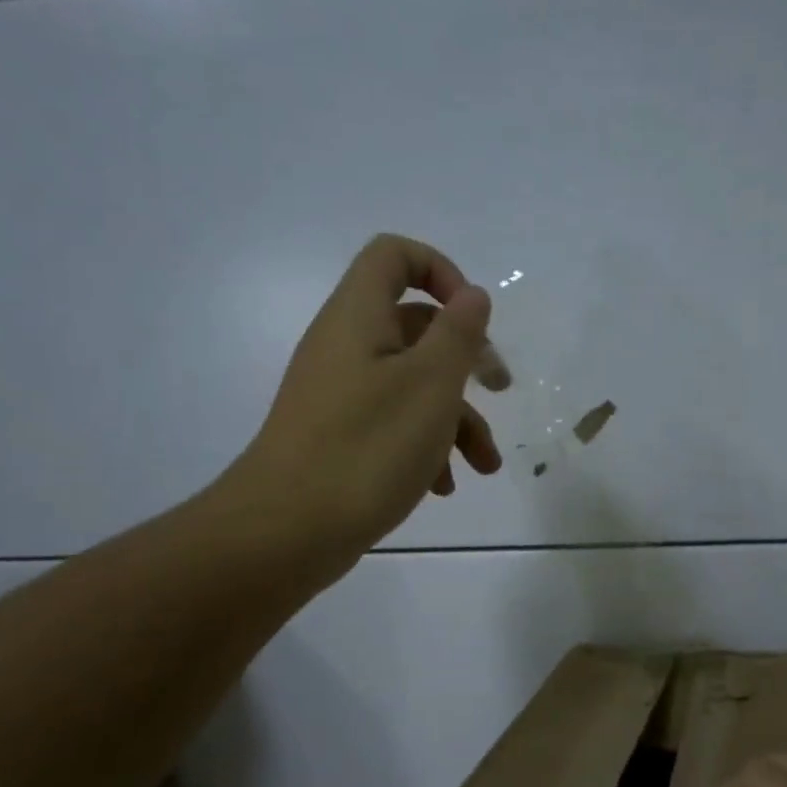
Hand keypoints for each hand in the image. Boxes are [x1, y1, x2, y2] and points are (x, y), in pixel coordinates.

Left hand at [212, 233, 502, 579]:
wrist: (286, 532)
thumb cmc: (368, 448)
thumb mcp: (431, 385)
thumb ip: (458, 334)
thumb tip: (472, 295)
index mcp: (359, 317)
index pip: (394, 255)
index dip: (440, 271)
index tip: (472, 318)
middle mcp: (345, 346)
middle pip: (415, 326)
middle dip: (466, 359)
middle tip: (501, 389)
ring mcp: (339, 394)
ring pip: (411, 384)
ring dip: (456, 418)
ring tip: (485, 466)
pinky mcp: (339, 436)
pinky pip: (391, 423)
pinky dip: (424, 446)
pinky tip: (443, 487)